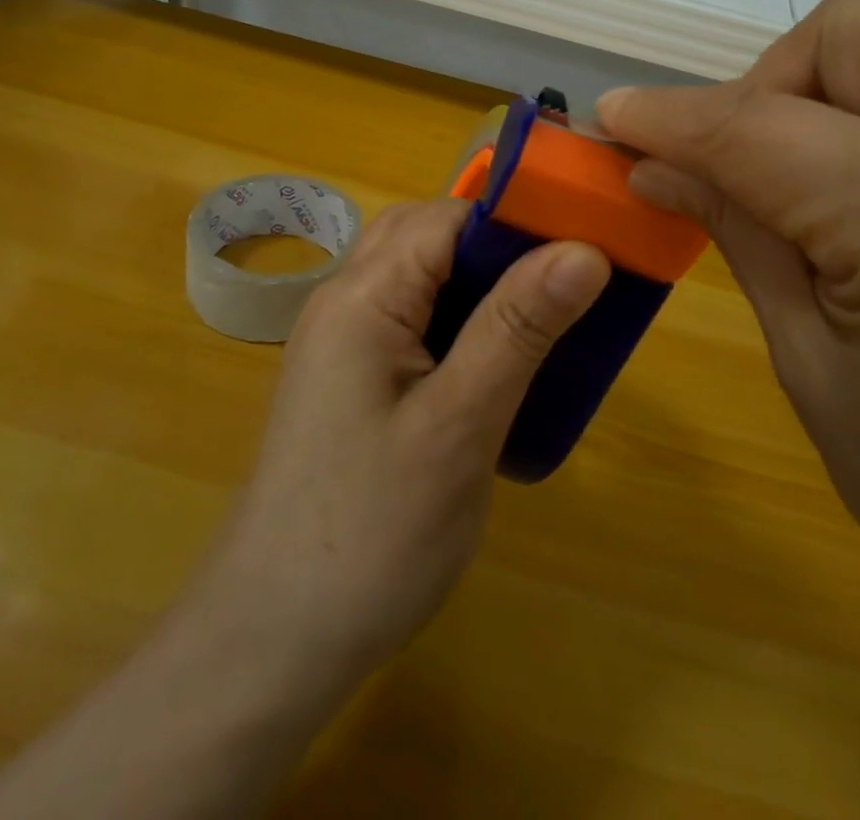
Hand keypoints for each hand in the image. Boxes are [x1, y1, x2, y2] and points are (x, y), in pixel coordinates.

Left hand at [197, 199, 609, 697]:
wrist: (274, 642)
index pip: (446, 217)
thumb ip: (517, 329)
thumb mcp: (459, 426)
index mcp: (361, 296)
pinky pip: (414, 321)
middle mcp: (345, 302)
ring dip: (483, 286)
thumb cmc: (372, 532)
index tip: (585, 244)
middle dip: (499, 248)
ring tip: (544, 323)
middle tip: (565, 287)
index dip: (515, 220)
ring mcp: (344, 342)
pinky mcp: (353, 380)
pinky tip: (497, 367)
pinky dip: (461, 324)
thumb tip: (584, 250)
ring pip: (423, 279)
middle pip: (429, 238)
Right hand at [598, 0, 859, 818]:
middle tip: (743, 159)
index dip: (667, 117)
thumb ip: (739, 234)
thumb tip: (657, 165)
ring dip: (852, 62)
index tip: (614, 118)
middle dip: (769, 79)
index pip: (757, 129)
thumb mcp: (812, 370)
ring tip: (828, 142)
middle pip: (856, 29)